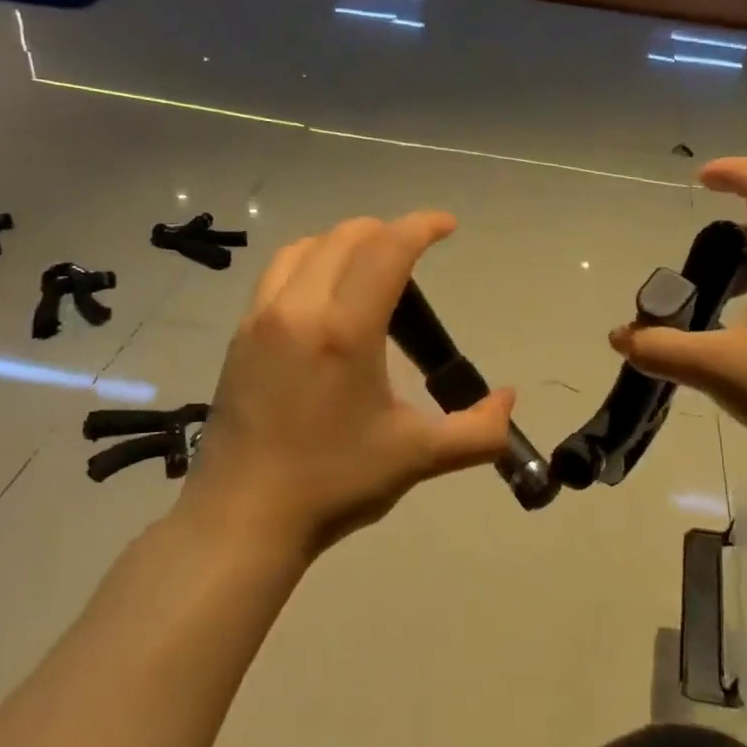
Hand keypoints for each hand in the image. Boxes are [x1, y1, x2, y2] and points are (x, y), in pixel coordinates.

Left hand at [181, 212, 514, 564]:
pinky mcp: (238, 339)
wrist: (242, 520)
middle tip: (414, 252)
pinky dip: (308, 265)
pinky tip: (323, 301)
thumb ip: (477, 431)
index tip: (447, 226)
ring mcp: (259, 321)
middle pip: (344, 238)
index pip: (387, 249)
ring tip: (368, 267)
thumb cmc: (333, 484)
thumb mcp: (417, 457)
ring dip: (342, 243)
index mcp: (345, 330)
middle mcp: (298, 309)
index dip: (422, 226)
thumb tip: (508, 400)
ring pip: (302, 249)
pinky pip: (275, 276)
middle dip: (385, 231)